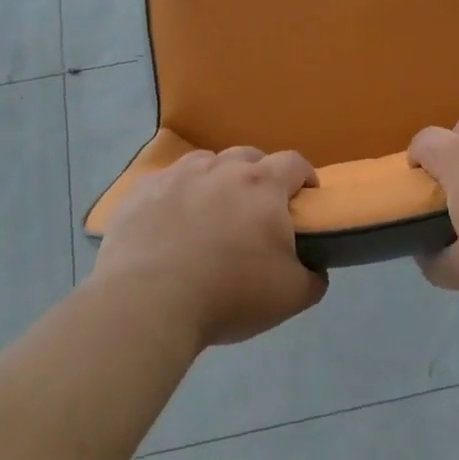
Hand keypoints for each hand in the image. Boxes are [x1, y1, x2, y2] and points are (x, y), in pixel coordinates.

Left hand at [94, 146, 325, 346]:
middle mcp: (221, 169)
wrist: (147, 303)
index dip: (305, 176)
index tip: (306, 197)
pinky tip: (171, 222)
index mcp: (262, 186)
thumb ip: (313, 278)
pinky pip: (166, 182)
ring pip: (206, 163)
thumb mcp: (291, 297)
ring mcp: (177, 176)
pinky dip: (176, 195)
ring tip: (212, 211)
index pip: (294, 163)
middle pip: (248, 156)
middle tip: (257, 208)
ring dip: (216, 179)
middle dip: (259, 175)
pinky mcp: (141, 192)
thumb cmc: (228, 294)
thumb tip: (316, 270)